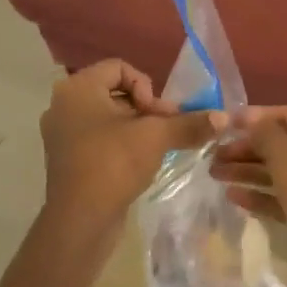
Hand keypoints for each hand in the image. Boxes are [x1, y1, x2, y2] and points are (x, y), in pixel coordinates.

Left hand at [40, 60, 223, 229]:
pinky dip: (121, 144)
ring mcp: (62, 133)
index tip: (157, 114)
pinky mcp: (67, 158)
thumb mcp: (156, 137)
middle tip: (166, 131)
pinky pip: (99, 138)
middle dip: (146, 109)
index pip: (120, 68)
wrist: (80, 219)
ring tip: (157, 147)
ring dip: (137, 128)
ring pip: (108, 117)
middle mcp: (64, 104)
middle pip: (115, 92)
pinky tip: (139, 162)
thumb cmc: (113, 164)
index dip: (146, 86)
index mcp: (78, 88)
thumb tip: (223, 118)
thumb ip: (189, 123)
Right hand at [212, 106, 286, 286]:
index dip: (257, 116)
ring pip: (285, 173)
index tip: (223, 124)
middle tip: (213, 156)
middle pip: (286, 145)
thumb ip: (271, 141)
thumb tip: (254, 118)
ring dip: (251, 171)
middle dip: (249, 147)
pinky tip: (236, 199)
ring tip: (216, 175)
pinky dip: (264, 196)